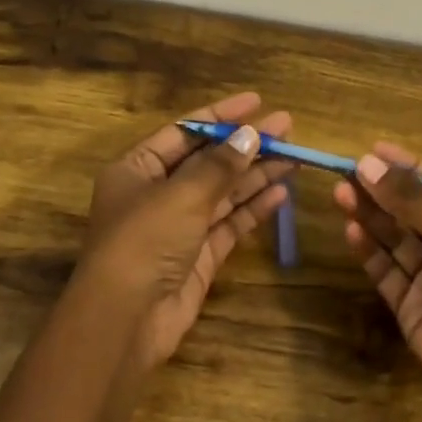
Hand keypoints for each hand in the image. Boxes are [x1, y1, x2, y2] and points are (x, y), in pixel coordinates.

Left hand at [74, 92, 294, 373]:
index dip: (220, 115)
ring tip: (294, 155)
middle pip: (208, 161)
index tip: (257, 102)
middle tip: (287, 127)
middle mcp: (157, 193)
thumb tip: (250, 135)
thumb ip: (219, 166)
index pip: (184, 131)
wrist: (126, 319)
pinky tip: (282, 192)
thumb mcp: (181, 195)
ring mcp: (179, 226)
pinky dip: (254, 208)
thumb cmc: (144, 242)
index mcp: (137, 169)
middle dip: (245, 145)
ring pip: (223, 193)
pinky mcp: (199, 256)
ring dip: (256, 174)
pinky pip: (230, 224)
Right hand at [332, 142, 421, 407]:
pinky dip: (368, 251)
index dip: (409, 167)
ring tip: (341, 193)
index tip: (373, 150)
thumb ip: (413, 201)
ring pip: (394, 238)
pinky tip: (351, 230)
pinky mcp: (410, 305)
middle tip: (346, 171)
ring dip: (370, 216)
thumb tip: (368, 163)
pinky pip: (385, 271)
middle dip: (382, 190)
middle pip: (412, 210)